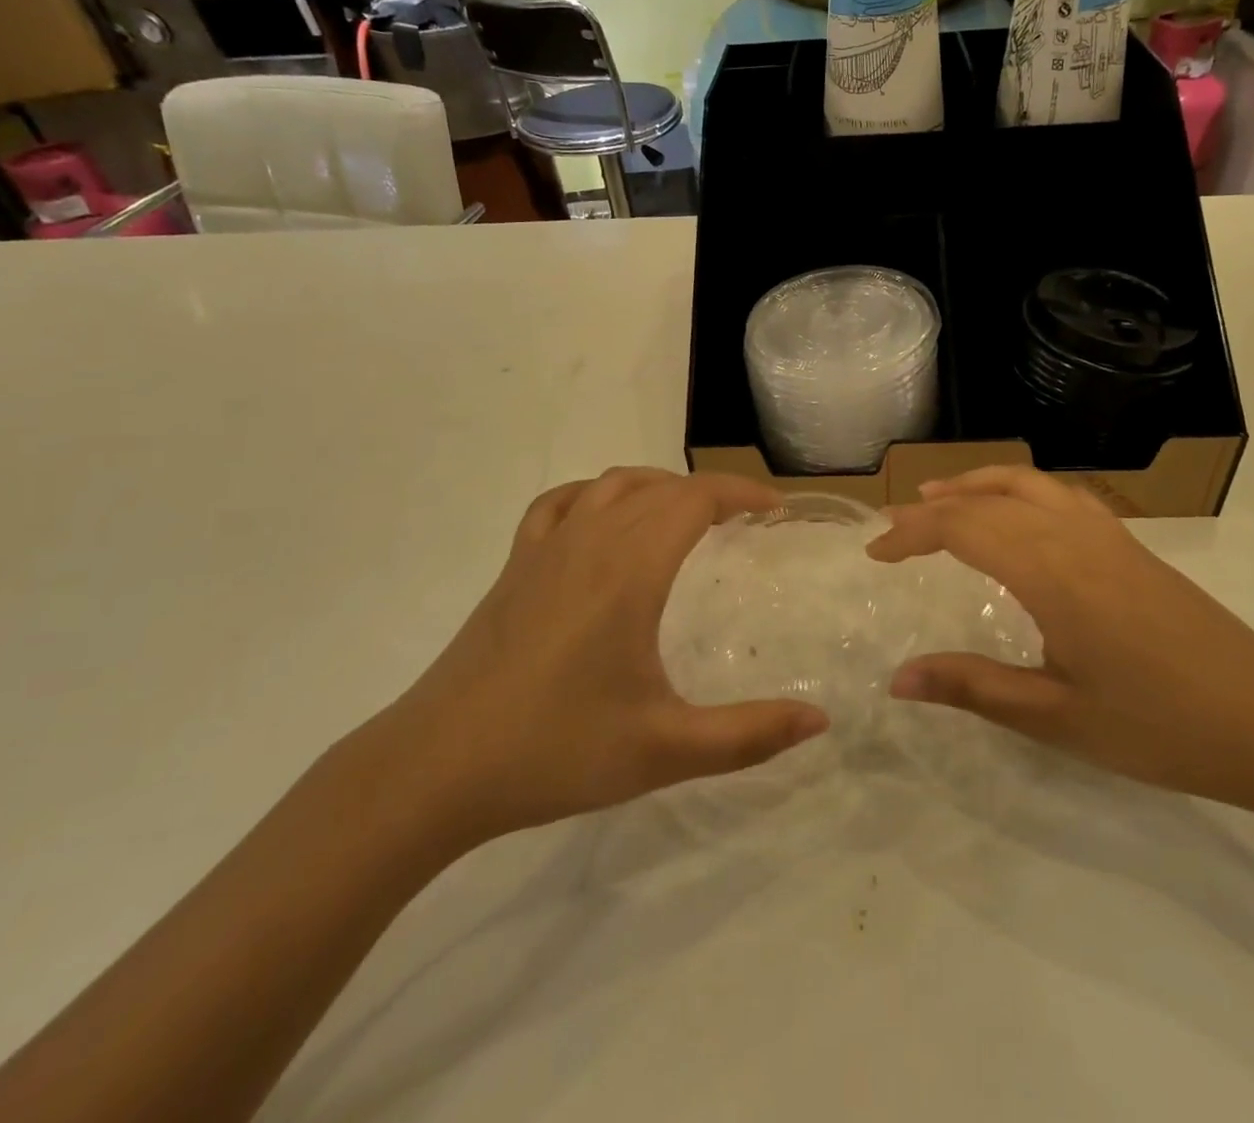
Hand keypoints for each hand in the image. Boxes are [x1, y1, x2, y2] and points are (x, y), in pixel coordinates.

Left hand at [375, 469, 828, 853]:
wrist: (435, 767)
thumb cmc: (554, 751)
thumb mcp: (664, 751)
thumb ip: (748, 735)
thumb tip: (819, 720)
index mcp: (629, 570)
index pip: (695, 498)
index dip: (741, 491)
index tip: (774, 509)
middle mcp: (589, 541)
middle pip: (660, 488)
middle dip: (710, 492)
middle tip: (745, 522)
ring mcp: (545, 549)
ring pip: (611, 486)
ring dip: (659, 487)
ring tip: (687, 516)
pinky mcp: (514, 566)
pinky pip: (561, 504)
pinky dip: (596, 495)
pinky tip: (603, 520)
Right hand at [867, 466, 1253, 805]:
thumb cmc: (1160, 726)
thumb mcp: (1056, 717)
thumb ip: (973, 687)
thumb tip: (898, 679)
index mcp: (1051, 573)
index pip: (963, 528)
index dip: (911, 534)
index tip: (875, 553)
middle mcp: (1075, 536)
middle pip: (988, 498)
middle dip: (933, 508)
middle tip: (893, 527)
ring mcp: (1107, 534)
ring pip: (1027, 483)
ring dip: (976, 485)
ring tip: (940, 498)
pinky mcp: (1130, 544)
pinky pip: (1060, 495)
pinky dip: (1019, 490)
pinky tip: (1015, 515)